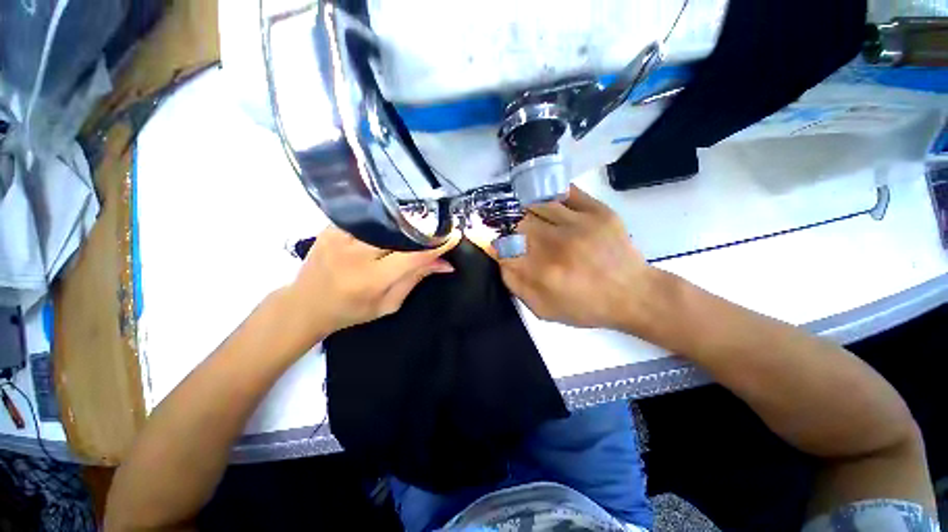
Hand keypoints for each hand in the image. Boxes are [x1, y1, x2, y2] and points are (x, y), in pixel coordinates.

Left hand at [287, 226, 459, 339]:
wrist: (305, 304)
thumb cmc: (351, 311)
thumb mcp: (388, 304)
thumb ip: (416, 280)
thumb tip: (445, 264)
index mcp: (371, 279)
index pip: (413, 256)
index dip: (436, 246)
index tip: (452, 237)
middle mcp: (356, 253)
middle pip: (400, 233)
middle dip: (423, 230)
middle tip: (438, 230)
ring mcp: (340, 236)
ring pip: (384, 221)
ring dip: (405, 223)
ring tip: (419, 225)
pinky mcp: (331, 227)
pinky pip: (367, 216)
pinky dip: (384, 219)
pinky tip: (393, 222)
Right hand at [498, 186, 654, 329]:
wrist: (633, 294)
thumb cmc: (586, 306)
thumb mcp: (545, 309)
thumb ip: (517, 286)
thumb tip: (501, 260)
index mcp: (543, 271)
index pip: (505, 248)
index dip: (496, 243)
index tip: (496, 243)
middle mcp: (557, 244)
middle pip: (519, 223)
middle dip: (511, 226)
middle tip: (514, 231)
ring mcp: (579, 224)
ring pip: (539, 205)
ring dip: (528, 210)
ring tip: (529, 217)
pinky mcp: (598, 212)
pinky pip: (567, 193)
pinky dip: (552, 194)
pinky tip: (549, 202)